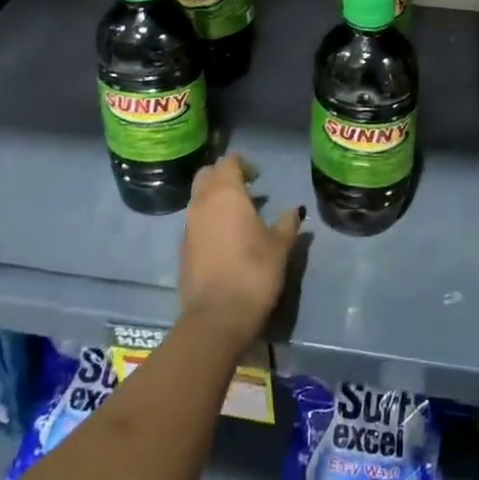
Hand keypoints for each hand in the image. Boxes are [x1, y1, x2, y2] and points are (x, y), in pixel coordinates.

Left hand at [179, 155, 301, 353]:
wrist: (217, 317)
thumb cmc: (254, 272)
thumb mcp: (279, 246)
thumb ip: (287, 223)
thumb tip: (295, 210)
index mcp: (226, 193)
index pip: (228, 162)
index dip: (243, 163)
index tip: (258, 175)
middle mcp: (202, 202)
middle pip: (207, 175)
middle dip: (223, 175)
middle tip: (245, 188)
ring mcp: (188, 226)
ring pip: (198, 198)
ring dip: (214, 198)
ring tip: (238, 214)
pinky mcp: (182, 248)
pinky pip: (194, 221)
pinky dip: (208, 220)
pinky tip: (225, 238)